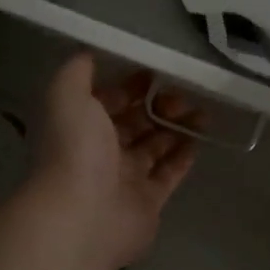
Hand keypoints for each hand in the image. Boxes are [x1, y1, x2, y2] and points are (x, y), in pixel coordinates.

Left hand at [28, 55, 200, 269]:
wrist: (83, 216)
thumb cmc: (75, 150)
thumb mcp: (67, 96)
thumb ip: (77, 72)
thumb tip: (89, 53)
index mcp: (81, 127)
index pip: (109, 101)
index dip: (130, 85)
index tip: (156, 72)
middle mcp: (101, 152)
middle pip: (135, 122)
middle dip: (158, 105)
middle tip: (183, 95)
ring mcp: (125, 179)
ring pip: (156, 146)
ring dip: (177, 127)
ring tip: (202, 113)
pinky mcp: (148, 202)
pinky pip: (169, 174)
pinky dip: (184, 156)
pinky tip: (200, 139)